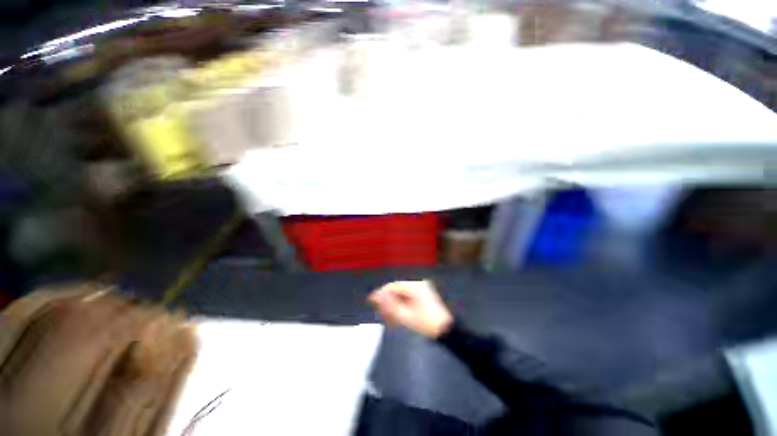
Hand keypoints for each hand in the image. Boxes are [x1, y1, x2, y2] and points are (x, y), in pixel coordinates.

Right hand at [368, 280, 453, 338]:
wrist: (448, 330)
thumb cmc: (426, 324)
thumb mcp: (405, 317)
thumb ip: (389, 306)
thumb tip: (375, 296)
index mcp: (415, 287)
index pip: (392, 286)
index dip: (380, 294)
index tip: (370, 301)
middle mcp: (418, 284)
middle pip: (397, 290)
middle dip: (388, 302)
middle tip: (381, 315)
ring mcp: (422, 289)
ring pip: (402, 294)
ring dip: (394, 305)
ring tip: (389, 319)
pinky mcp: (425, 295)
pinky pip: (409, 297)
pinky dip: (402, 305)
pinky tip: (398, 316)